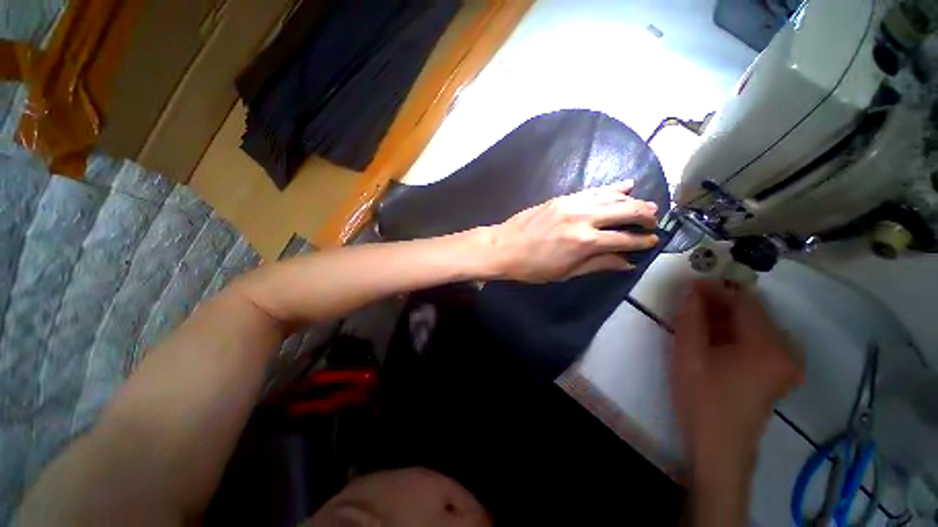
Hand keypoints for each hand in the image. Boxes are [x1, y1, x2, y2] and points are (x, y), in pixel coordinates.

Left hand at [486, 181, 659, 282]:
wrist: (504, 247)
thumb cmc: (533, 267)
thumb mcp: (566, 272)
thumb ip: (598, 264)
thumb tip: (626, 263)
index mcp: (586, 242)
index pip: (625, 239)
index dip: (642, 241)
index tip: (652, 241)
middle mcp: (584, 218)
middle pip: (626, 211)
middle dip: (646, 216)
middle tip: (654, 222)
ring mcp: (572, 204)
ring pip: (612, 197)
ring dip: (633, 200)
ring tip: (647, 205)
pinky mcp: (562, 198)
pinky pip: (593, 190)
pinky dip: (611, 189)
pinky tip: (624, 186)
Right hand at [672, 281, 804, 473]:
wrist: (720, 446)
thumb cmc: (703, 399)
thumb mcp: (689, 355)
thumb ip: (689, 318)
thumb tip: (688, 289)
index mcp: (768, 346)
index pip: (745, 301)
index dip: (715, 289)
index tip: (688, 286)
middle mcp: (787, 351)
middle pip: (753, 313)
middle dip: (719, 304)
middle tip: (689, 302)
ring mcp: (787, 364)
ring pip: (755, 327)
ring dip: (725, 318)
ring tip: (696, 319)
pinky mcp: (779, 373)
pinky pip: (758, 342)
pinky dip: (735, 334)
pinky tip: (713, 338)